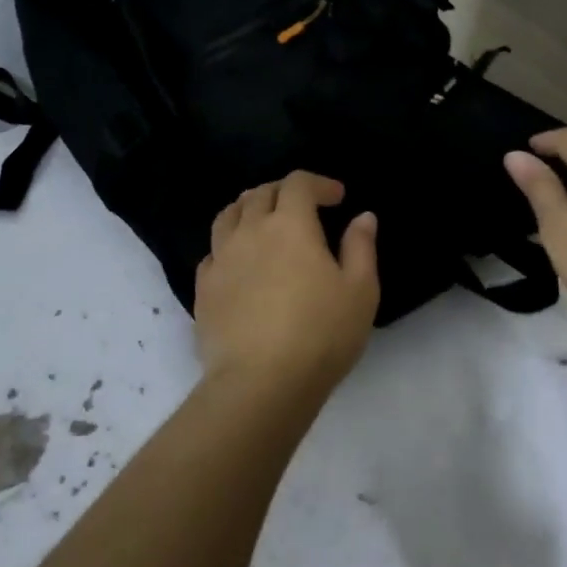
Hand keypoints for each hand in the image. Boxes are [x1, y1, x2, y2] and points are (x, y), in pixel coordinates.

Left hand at [194, 171, 379, 401]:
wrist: (261, 383)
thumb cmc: (321, 333)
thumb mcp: (360, 290)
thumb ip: (361, 247)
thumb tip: (362, 217)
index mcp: (290, 225)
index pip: (298, 184)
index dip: (319, 183)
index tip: (337, 198)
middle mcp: (250, 231)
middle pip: (259, 193)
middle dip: (284, 191)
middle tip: (303, 207)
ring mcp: (220, 259)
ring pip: (228, 216)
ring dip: (249, 209)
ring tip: (265, 223)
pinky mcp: (203, 288)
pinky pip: (213, 251)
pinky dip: (229, 244)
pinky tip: (240, 261)